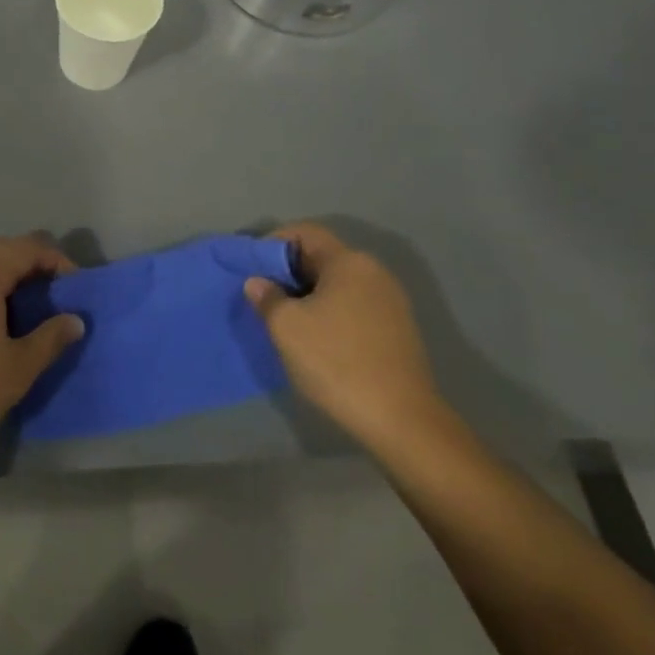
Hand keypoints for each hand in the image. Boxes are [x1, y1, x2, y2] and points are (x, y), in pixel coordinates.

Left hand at [0, 234, 84, 476]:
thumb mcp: (17, 369)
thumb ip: (50, 338)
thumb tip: (74, 320)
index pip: (27, 247)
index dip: (56, 260)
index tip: (74, 286)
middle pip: (0, 248)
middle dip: (29, 265)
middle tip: (51, 295)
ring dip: (3, 276)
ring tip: (22, 310)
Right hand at [244, 222, 446, 452]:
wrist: (402, 422)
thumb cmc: (337, 362)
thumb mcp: (286, 327)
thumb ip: (266, 297)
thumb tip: (258, 283)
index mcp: (349, 262)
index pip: (303, 232)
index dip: (272, 243)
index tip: (252, 270)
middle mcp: (374, 272)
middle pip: (321, 257)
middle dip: (287, 273)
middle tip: (263, 298)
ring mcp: (391, 302)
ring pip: (337, 284)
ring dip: (308, 295)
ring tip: (285, 322)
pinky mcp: (398, 330)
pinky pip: (353, 306)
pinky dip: (329, 313)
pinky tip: (316, 341)